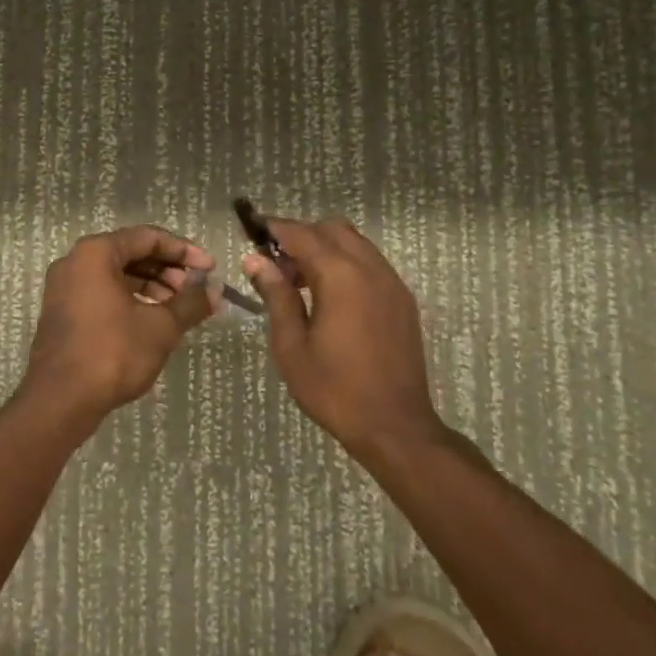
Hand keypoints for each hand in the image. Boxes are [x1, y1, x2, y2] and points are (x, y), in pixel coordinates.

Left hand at [19, 226, 215, 432]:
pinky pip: (102, 292)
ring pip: (116, 275)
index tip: (209, 268)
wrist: (60, 400)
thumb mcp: (160, 327)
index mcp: (96, 253)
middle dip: (167, 269)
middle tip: (195, 290)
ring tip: (179, 309)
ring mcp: (64, 287)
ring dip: (151, 286)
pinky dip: (130, 299)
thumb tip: (216, 289)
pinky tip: (152, 320)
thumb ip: (191, 303)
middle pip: (130, 253)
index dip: (183, 251)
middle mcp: (75, 261)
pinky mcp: (63, 312)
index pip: (148, 237)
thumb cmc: (113, 353)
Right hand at [243, 216, 450, 459]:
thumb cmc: (333, 389)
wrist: (394, 426)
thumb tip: (256, 261)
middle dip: (302, 236)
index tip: (253, 230)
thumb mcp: (291, 345)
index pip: (302, 234)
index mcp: (340, 276)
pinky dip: (347, 264)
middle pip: (332, 229)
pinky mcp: (403, 300)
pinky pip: (371, 263)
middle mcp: (370, 269)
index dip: (275, 228)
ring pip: (355, 243)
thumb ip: (276, 295)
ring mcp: (392, 283)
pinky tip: (331, 298)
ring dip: (326, 248)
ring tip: (302, 282)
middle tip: (277, 264)